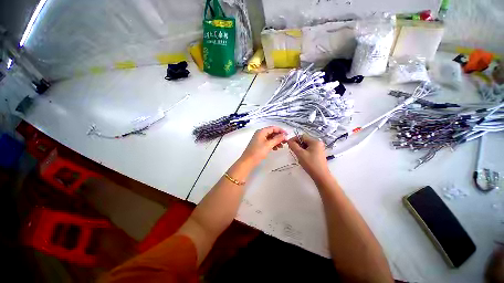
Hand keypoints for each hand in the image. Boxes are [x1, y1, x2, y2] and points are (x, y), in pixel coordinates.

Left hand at [240, 126, 286, 166]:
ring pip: (270, 138)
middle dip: (279, 136)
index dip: (281, 131)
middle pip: (272, 132)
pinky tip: (276, 149)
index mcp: (261, 131)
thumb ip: (277, 139)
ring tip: (281, 146)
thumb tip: (285, 135)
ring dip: (276, 141)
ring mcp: (259, 139)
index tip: (287, 135)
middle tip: (285, 142)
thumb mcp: (269, 145)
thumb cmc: (258, 152)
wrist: (248, 161)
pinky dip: (272, 144)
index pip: (273, 128)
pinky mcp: (259, 144)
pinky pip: (268, 142)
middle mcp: (260, 133)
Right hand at [287, 134, 330, 182]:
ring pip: (306, 146)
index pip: (302, 136)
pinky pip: (308, 150)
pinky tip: (302, 158)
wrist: (321, 176)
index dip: (294, 139)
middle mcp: (318, 143)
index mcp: (315, 141)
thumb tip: (289, 141)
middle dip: (297, 145)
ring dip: (300, 149)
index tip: (288, 144)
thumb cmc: (311, 164)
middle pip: (304, 141)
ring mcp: (318, 149)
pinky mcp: (318, 154)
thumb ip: (293, 146)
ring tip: (297, 155)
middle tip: (292, 150)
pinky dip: (303, 152)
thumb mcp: (300, 154)